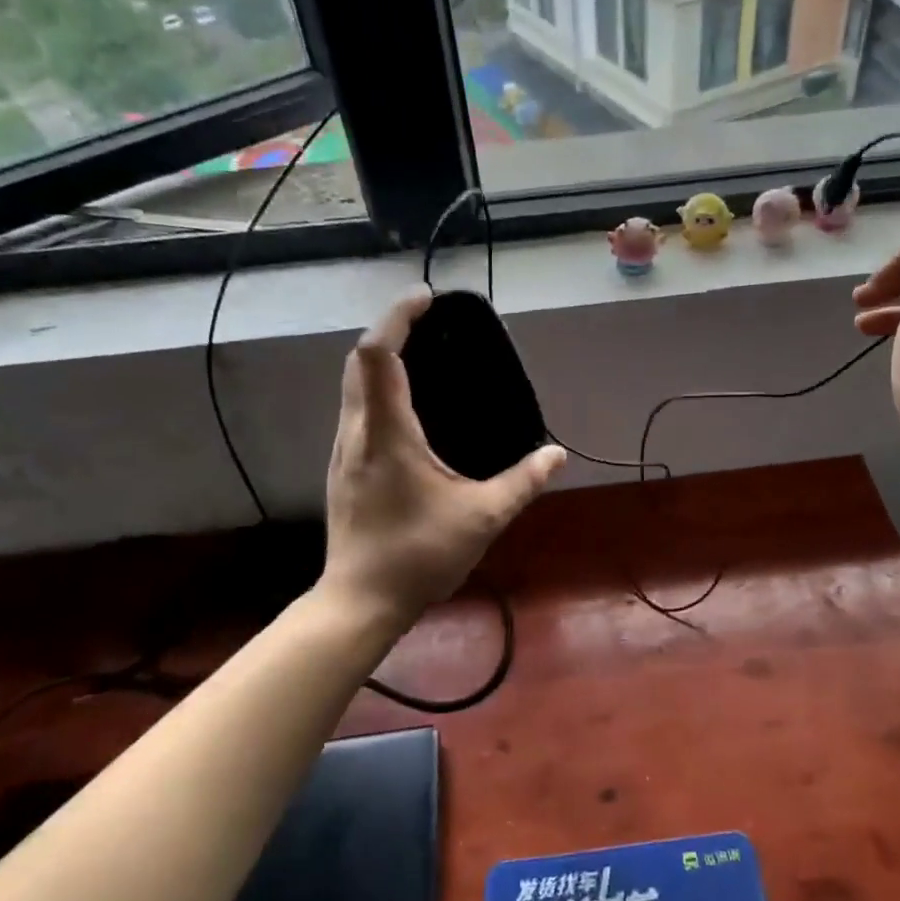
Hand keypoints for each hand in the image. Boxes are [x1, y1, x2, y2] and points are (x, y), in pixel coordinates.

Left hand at [322, 288, 565, 622]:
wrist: (360, 601)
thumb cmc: (418, 556)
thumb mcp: (482, 518)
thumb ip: (522, 483)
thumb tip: (556, 455)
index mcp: (387, 433)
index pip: (379, 354)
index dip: (398, 317)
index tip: (427, 299)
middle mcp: (356, 432)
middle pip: (359, 362)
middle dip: (390, 332)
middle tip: (429, 324)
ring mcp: (343, 451)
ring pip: (353, 386)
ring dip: (381, 362)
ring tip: (422, 359)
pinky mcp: (343, 470)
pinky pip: (356, 411)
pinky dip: (378, 391)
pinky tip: (408, 412)